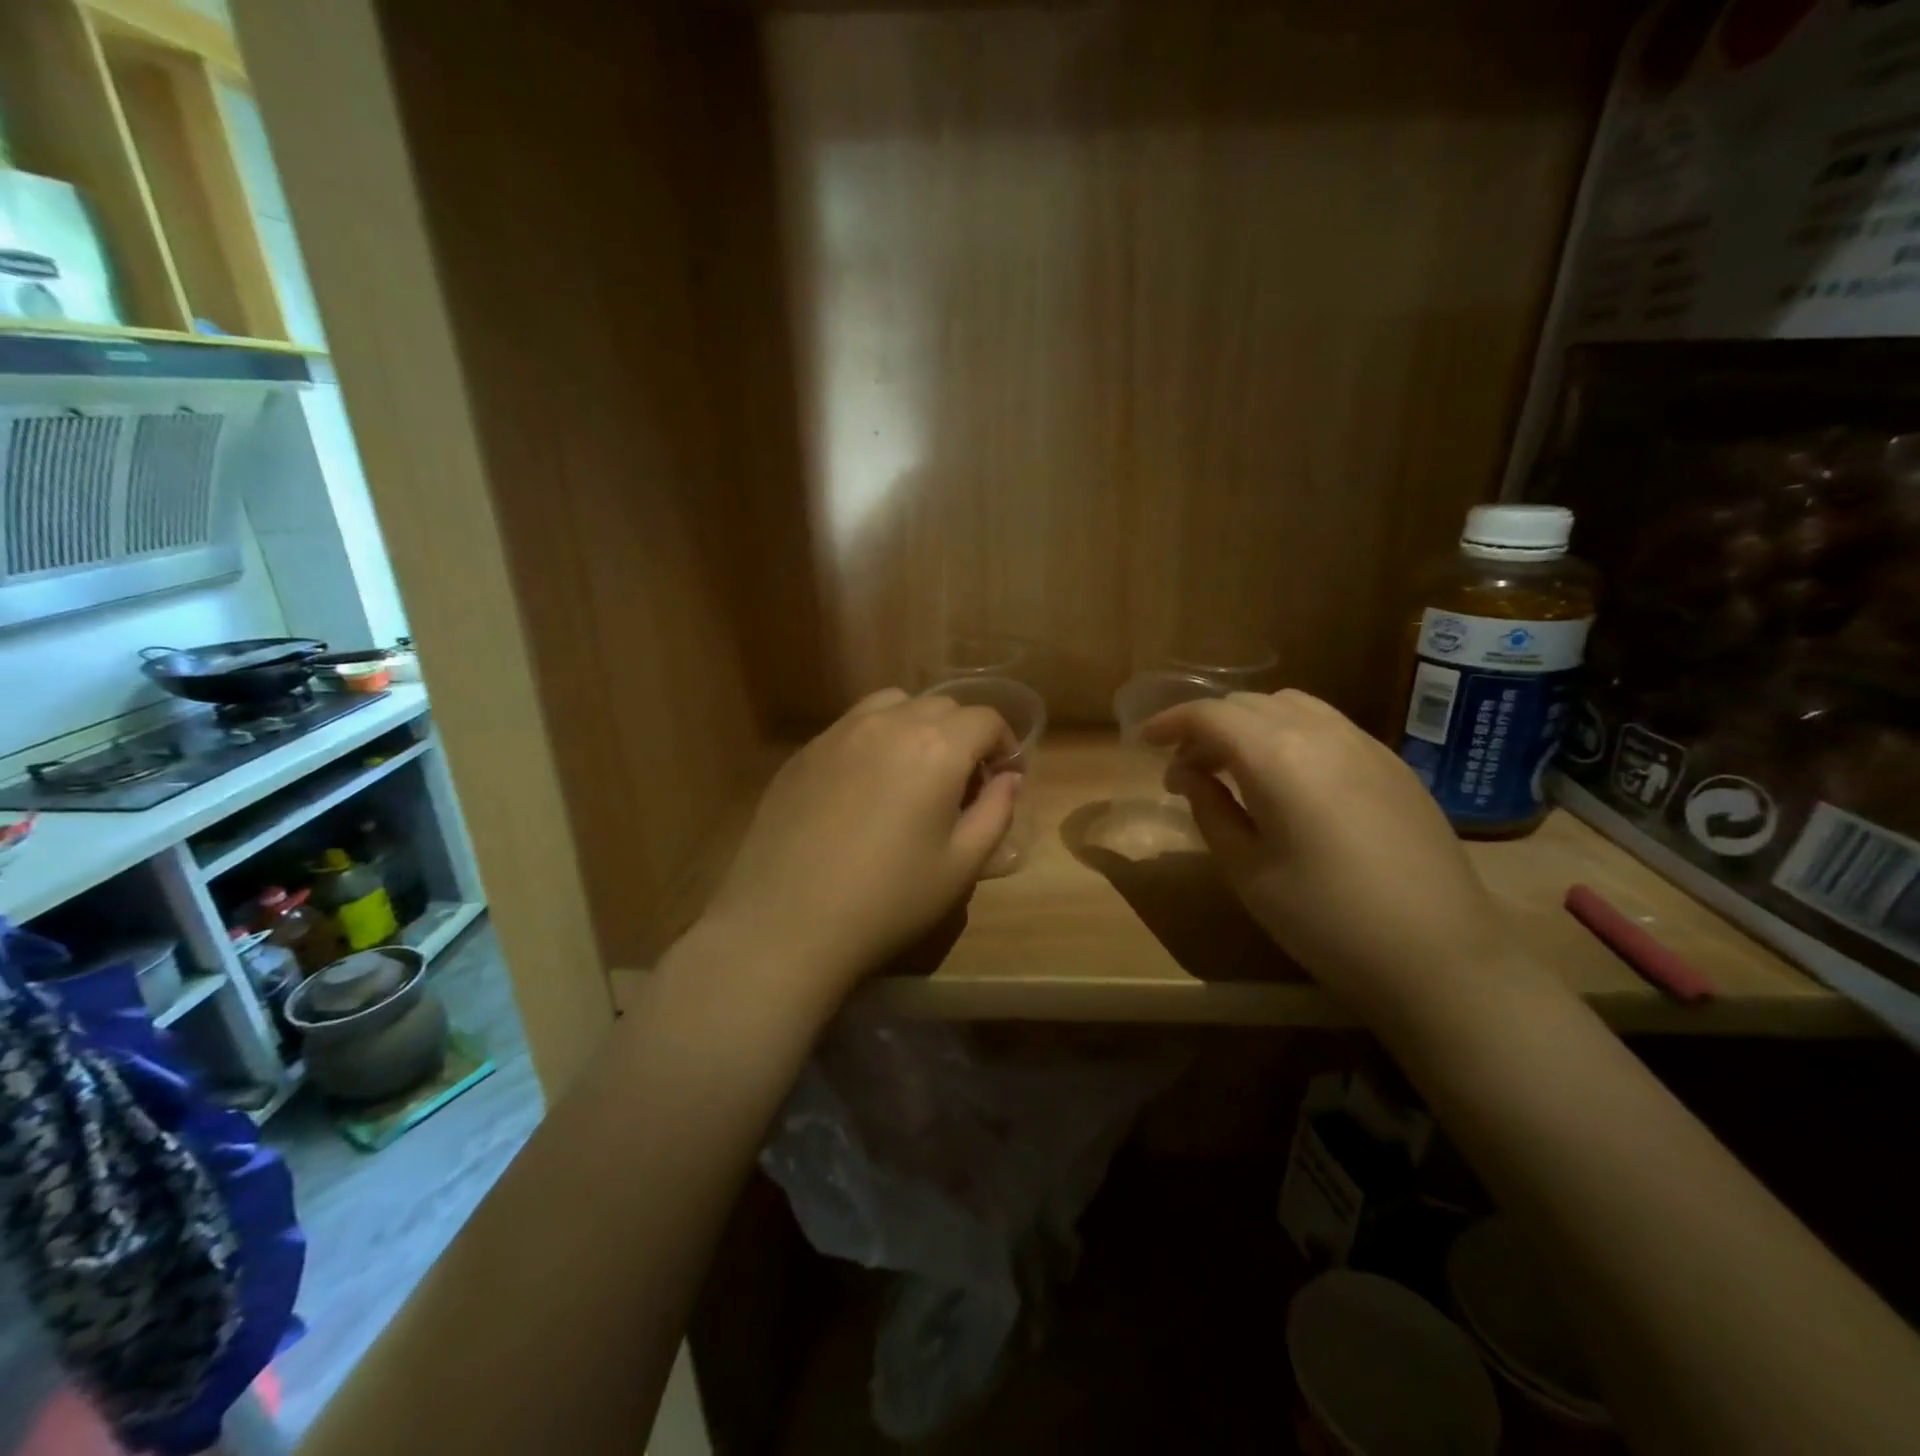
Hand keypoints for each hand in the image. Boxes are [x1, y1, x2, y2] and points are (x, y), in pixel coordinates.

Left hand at [701, 688, 1020, 1009]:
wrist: (786, 923)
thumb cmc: (888, 900)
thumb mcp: (961, 865)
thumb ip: (996, 812)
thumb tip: (1008, 779)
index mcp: (936, 747)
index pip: (985, 719)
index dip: (1004, 744)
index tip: (1003, 777)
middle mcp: (888, 723)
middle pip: (942, 706)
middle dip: (964, 734)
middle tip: (963, 781)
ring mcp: (840, 732)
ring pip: (894, 705)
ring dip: (918, 725)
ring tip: (915, 770)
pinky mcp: (805, 751)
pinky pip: (853, 725)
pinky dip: (877, 737)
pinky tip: (867, 784)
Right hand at [1143, 689, 1524, 1025]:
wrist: (1439, 957)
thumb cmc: (1325, 919)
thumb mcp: (1247, 871)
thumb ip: (1211, 810)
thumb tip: (1190, 776)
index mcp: (1278, 756)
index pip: (1210, 715)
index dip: (1170, 723)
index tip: (1145, 743)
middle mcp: (1322, 733)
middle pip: (1248, 704)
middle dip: (1206, 727)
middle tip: (1186, 771)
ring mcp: (1365, 745)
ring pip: (1291, 706)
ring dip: (1250, 725)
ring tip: (1235, 769)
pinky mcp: (1393, 765)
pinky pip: (1327, 726)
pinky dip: (1290, 734)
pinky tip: (1289, 781)